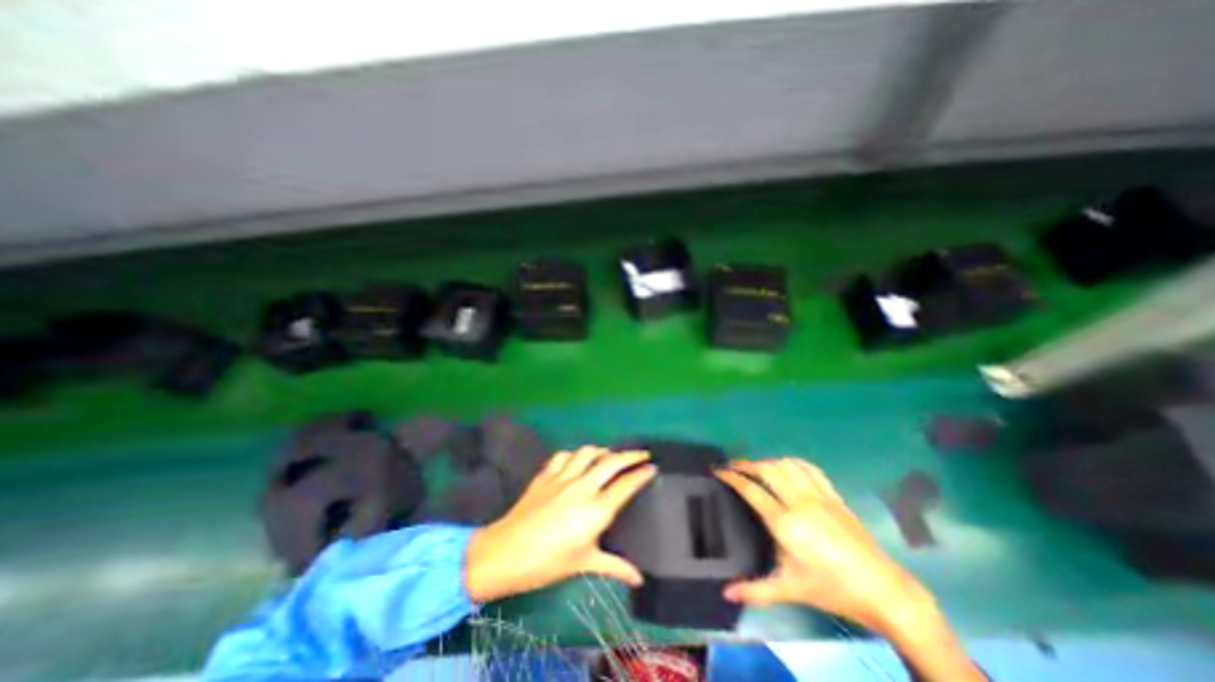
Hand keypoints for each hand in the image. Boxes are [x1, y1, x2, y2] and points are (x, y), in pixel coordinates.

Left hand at [464, 448, 655, 600]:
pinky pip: (565, 455)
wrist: (506, 553)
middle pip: (611, 462)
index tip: (652, 467)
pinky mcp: (547, 474)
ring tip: (611, 455)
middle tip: (642, 454)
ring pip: (588, 452)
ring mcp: (563, 477)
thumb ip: (615, 567)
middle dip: (630, 455)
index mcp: (596, 510)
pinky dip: (575, 454)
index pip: (625, 485)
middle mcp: (582, 487)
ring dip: (603, 450)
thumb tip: (639, 579)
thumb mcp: (584, 564)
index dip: (641, 474)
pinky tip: (578, 460)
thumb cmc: (548, 562)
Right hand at [713, 459, 986, 680]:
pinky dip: (792, 462)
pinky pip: (809, 468)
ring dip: (767, 461)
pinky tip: (786, 467)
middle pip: (767, 470)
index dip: (732, 477)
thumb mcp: (790, 590)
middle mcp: (799, 502)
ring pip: (786, 465)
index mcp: (785, 523)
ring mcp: (819, 496)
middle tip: (733, 466)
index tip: (718, 471)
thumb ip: (755, 590)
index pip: (752, 490)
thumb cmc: (832, 589)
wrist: (883, 590)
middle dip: (747, 464)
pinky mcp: (834, 495)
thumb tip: (725, 593)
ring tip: (756, 467)